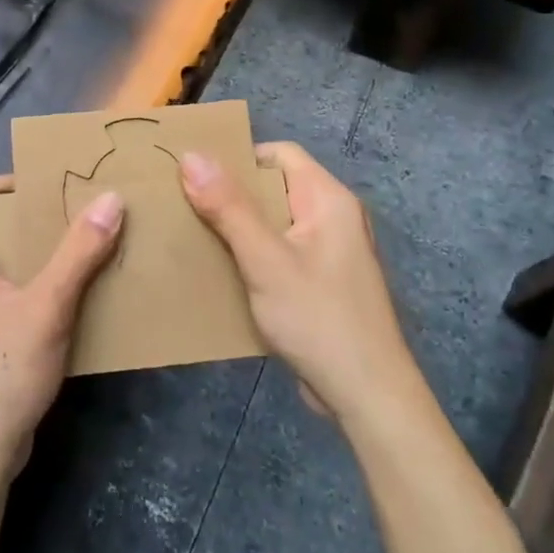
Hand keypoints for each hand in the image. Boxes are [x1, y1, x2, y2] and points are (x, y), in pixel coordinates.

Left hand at [0, 176, 123, 489]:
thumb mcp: (45, 308)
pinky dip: (41, 283)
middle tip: (90, 210)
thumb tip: (112, 198)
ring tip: (94, 242)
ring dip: (47, 252)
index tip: (67, 183)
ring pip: (7, 259)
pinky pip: (10, 290)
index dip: (21, 181)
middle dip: (42, 217)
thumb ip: (79, 252)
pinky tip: (80, 288)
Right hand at [180, 143, 417, 423]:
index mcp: (328, 199)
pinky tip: (222, 272)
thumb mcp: (265, 260)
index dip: (239, 158)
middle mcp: (334, 217)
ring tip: (194, 234)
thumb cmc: (318, 319)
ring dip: (238, 228)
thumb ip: (228, 207)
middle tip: (185, 204)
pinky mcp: (323, 282)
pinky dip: (253, 255)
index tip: (195, 175)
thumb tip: (191, 156)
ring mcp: (330, 252)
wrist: (368, 398)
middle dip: (231, 195)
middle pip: (275, 187)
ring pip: (275, 223)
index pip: (280, 154)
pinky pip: (281, 253)